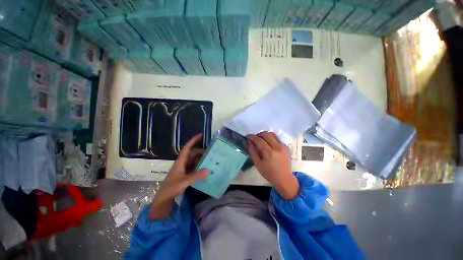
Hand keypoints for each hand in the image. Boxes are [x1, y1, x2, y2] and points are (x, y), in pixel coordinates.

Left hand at [149, 134, 207, 219]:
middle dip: (200, 151)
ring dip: (200, 158)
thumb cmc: (171, 188)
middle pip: (192, 153)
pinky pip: (194, 166)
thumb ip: (196, 176)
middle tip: (210, 151)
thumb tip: (208, 170)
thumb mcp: (184, 181)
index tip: (200, 135)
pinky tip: (205, 168)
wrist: (164, 198)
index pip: (187, 148)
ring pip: (193, 160)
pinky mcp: (185, 173)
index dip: (193, 140)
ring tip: (210, 158)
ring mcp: (184, 168)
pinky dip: (199, 165)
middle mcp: (182, 163)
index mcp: (180, 161)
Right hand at [248, 131, 298, 199]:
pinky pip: (277, 138)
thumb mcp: (257, 163)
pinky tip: (268, 144)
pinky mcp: (287, 147)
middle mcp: (277, 147)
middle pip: (266, 134)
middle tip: (255, 139)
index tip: (248, 136)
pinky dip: (271, 138)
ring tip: (261, 140)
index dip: (252, 137)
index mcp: (270, 153)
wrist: (284, 179)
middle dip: (258, 134)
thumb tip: (249, 141)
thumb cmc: (269, 173)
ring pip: (272, 134)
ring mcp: (283, 146)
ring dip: (265, 135)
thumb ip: (252, 151)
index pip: (259, 140)